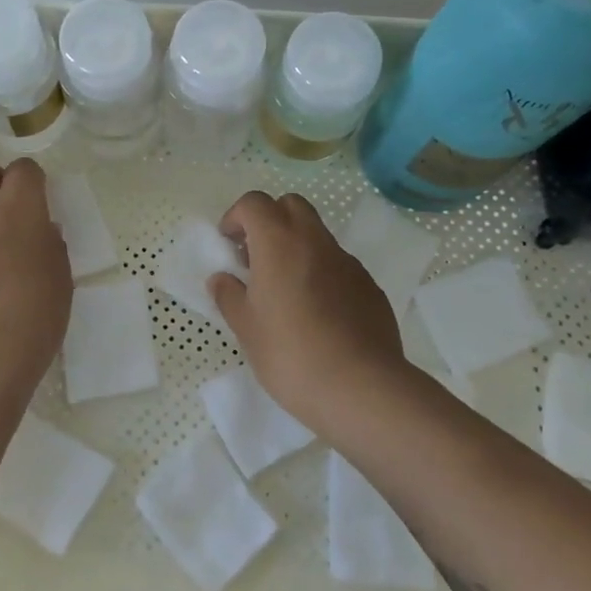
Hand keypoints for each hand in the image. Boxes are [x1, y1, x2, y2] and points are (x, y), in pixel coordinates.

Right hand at [209, 191, 409, 429]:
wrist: (361, 388)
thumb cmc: (290, 353)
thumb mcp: (246, 328)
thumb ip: (229, 296)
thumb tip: (221, 279)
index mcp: (279, 242)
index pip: (254, 203)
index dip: (237, 217)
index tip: (229, 245)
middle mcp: (315, 241)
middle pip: (291, 205)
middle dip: (270, 220)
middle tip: (256, 258)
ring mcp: (348, 262)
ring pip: (317, 235)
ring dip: (296, 247)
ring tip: (285, 291)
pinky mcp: (369, 286)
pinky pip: (339, 265)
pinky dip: (321, 273)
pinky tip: (318, 313)